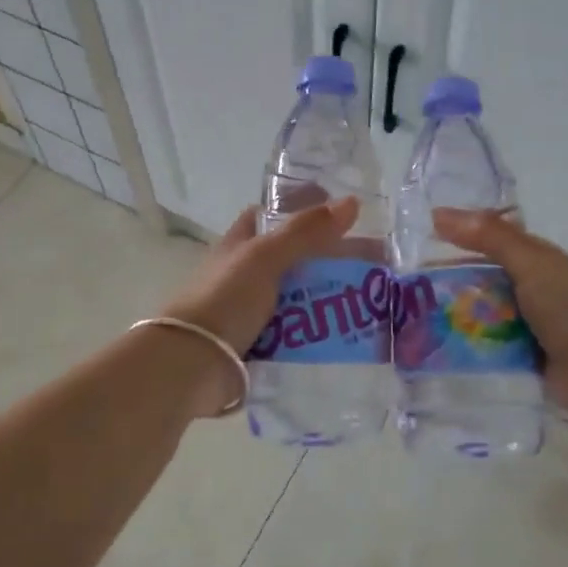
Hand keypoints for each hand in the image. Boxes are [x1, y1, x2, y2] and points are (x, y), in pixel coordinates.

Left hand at [160, 197, 361, 415]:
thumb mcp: (265, 257)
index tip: (343, 213)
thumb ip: (306, 231)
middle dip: (331, 260)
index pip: (273, 215)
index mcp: (241, 244)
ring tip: (373, 302)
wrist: (192, 364)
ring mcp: (252, 310)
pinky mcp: (260, 343)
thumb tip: (352, 202)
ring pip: (300, 296)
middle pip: (295, 258)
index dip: (304, 209)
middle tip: (375, 265)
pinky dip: (320, 331)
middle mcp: (246, 273)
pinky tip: (350, 334)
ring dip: (331, 298)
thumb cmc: (224, 299)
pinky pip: (298, 332)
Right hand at [432, 209, 567, 424]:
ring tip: (412, 321)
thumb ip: (490, 237)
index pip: (491, 240)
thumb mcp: (530, 264)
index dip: (458, 238)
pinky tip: (437, 349)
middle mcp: (532, 289)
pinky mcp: (523, 357)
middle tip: (405, 288)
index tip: (417, 242)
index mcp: (537, 260)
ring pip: (482, 314)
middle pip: (482, 279)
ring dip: (455, 317)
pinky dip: (468, 346)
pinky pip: (488, 346)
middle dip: (449, 282)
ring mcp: (528, 326)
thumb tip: (439, 213)